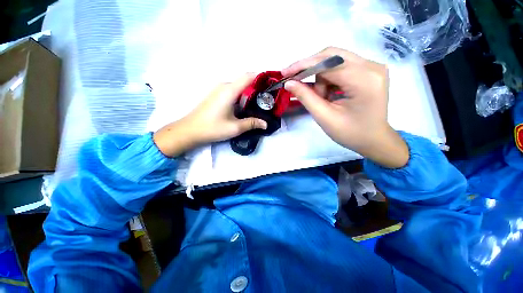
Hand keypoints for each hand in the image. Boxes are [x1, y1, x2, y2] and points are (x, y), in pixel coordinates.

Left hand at [153, 74, 266, 156]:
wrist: (190, 130)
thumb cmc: (213, 128)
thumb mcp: (235, 127)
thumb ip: (252, 123)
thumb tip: (265, 124)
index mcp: (229, 91)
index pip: (248, 76)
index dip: (261, 77)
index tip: (272, 84)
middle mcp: (224, 86)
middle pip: (244, 81)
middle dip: (258, 88)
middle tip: (268, 99)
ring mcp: (219, 90)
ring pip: (239, 87)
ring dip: (250, 93)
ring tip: (260, 104)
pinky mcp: (217, 95)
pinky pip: (233, 91)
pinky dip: (242, 96)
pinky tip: (246, 107)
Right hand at [282, 47, 407, 167]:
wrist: (374, 140)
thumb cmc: (350, 133)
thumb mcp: (324, 117)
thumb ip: (306, 97)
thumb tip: (289, 83)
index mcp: (364, 80)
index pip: (328, 63)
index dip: (303, 66)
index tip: (285, 73)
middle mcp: (372, 66)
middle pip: (332, 55)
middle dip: (311, 69)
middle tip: (297, 83)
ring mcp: (372, 67)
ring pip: (335, 60)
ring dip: (321, 77)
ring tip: (322, 98)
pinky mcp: (369, 71)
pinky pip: (341, 66)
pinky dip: (329, 78)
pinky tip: (329, 93)